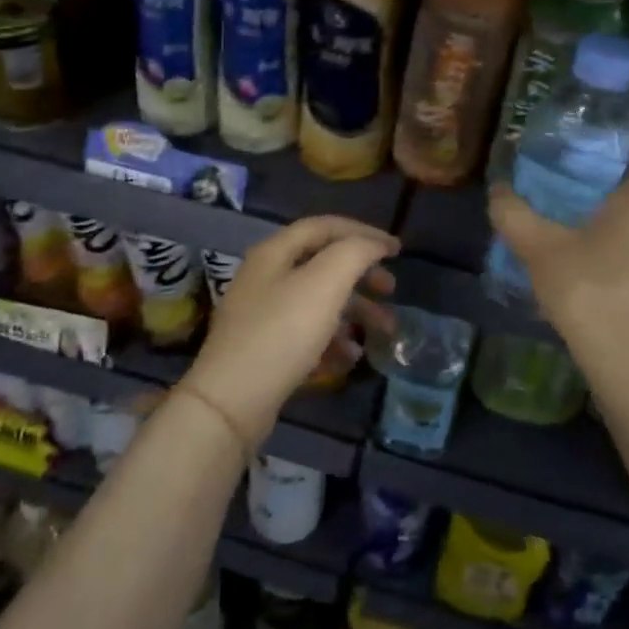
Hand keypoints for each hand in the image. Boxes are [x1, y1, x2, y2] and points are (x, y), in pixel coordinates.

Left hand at [183, 216, 397, 446]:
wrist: (232, 402)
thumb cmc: (282, 332)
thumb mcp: (325, 283)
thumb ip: (354, 253)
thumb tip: (374, 244)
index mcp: (274, 252)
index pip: (324, 226)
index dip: (363, 232)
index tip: (396, 250)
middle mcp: (265, 277)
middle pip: (322, 263)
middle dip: (361, 274)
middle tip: (390, 289)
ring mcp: (262, 315)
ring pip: (318, 301)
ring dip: (354, 311)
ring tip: (383, 330)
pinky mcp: (264, 349)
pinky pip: (307, 334)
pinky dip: (333, 340)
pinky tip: (350, 357)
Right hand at [488, 157, 628, 380]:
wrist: (623, 358)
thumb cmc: (586, 288)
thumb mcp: (538, 246)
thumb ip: (513, 213)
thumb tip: (498, 190)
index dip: (618, 151)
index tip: (586, 150)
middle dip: (612, 181)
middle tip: (573, 178)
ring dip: (615, 214)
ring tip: (575, 213)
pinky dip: (618, 240)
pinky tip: (587, 253)